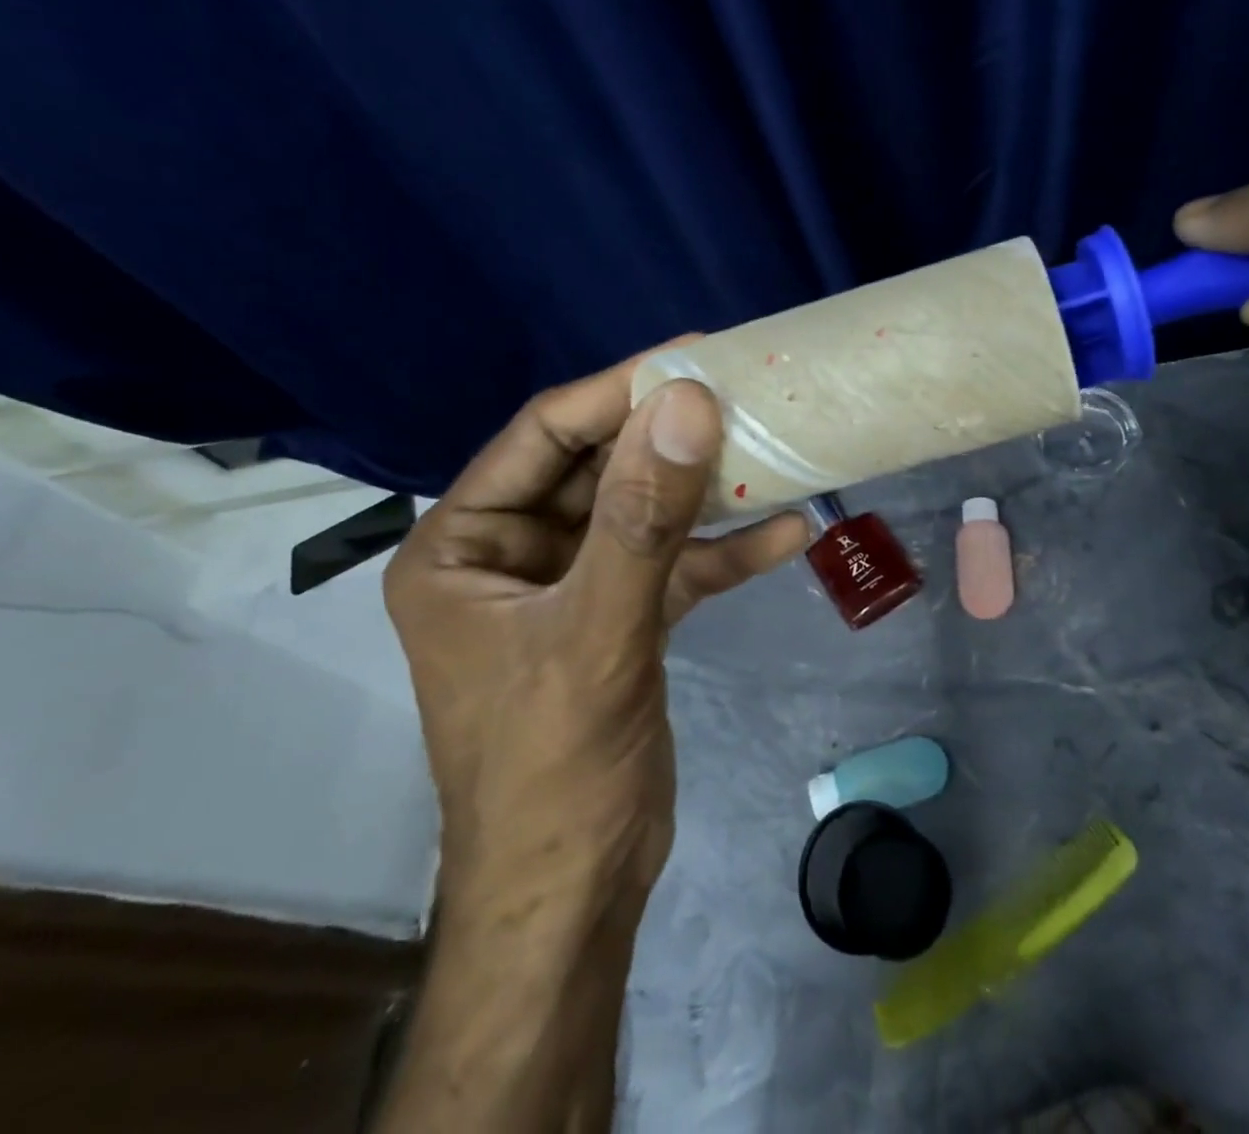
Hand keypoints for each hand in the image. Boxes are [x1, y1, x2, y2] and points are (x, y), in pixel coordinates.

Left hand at [383, 347, 808, 901]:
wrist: (574, 893)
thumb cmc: (553, 766)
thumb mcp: (597, 631)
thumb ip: (641, 517)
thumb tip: (683, 403)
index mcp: (463, 547)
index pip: (543, 438)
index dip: (616, 393)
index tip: (692, 356)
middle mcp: (509, 555)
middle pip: (598, 469)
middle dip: (669, 439)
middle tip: (741, 394)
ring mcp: (569, 587)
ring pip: (641, 515)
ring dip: (703, 492)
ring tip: (771, 451)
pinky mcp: (618, 620)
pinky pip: (670, 566)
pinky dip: (721, 553)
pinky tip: (786, 533)